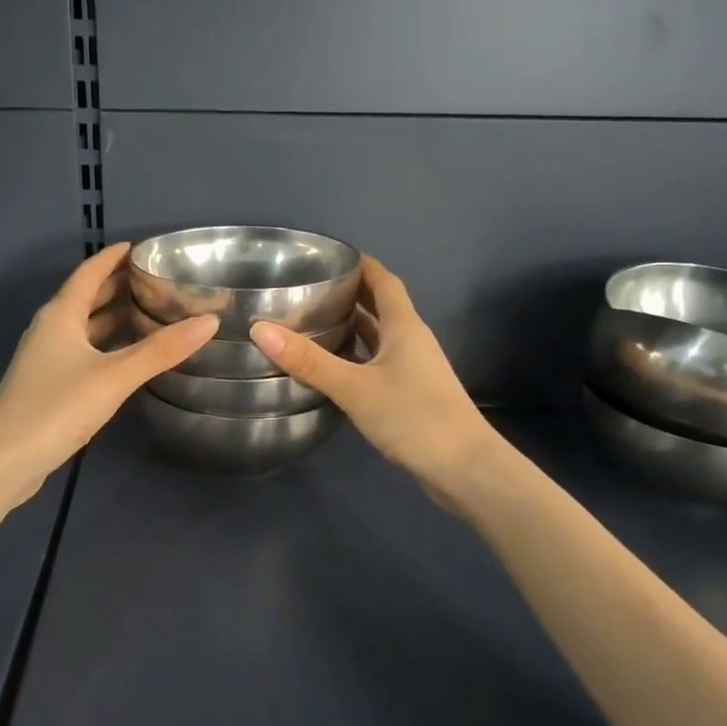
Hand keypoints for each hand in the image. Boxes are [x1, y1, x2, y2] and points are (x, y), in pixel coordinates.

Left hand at [0, 243, 217, 507]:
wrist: (4, 461)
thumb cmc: (57, 408)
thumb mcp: (114, 377)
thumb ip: (161, 350)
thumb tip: (209, 321)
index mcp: (61, 314)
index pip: (90, 272)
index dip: (114, 256)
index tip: (142, 246)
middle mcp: (51, 329)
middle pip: (87, 296)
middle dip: (119, 285)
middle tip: (158, 279)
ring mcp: (47, 358)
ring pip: (86, 326)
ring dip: (114, 316)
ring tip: (152, 311)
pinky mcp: (49, 384)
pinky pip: (84, 350)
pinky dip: (108, 344)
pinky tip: (130, 356)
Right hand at [248, 256, 499, 503]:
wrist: (465, 468)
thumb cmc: (414, 416)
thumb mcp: (355, 387)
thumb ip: (309, 360)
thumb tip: (260, 328)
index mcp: (404, 326)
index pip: (383, 281)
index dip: (361, 265)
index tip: (330, 257)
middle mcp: (411, 341)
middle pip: (380, 307)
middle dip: (350, 294)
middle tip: (308, 289)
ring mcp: (413, 370)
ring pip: (378, 338)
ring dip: (352, 328)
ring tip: (312, 323)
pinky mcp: (411, 396)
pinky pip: (378, 364)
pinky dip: (356, 359)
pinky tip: (332, 369)